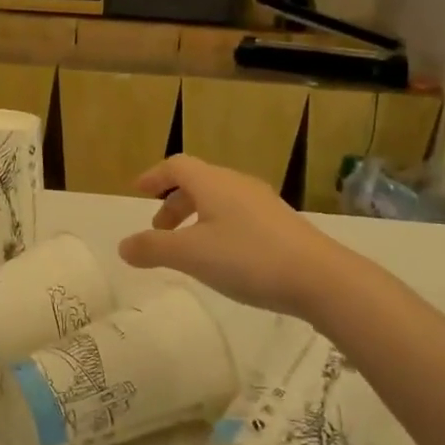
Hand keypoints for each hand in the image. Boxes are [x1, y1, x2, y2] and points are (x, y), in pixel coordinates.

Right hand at [118, 155, 358, 320]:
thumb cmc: (247, 258)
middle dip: (173, 203)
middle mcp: (237, 184)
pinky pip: (237, 215)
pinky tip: (223, 258)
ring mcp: (262, 203)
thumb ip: (153, 249)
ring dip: (195, 217)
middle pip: (197, 182)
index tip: (138, 192)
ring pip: (218, 200)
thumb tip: (123, 246)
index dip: (154, 177)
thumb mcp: (191, 255)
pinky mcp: (280, 224)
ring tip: (188, 249)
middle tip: (159, 232)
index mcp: (212, 182)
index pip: (176, 166)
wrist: (321, 278)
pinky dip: (217, 227)